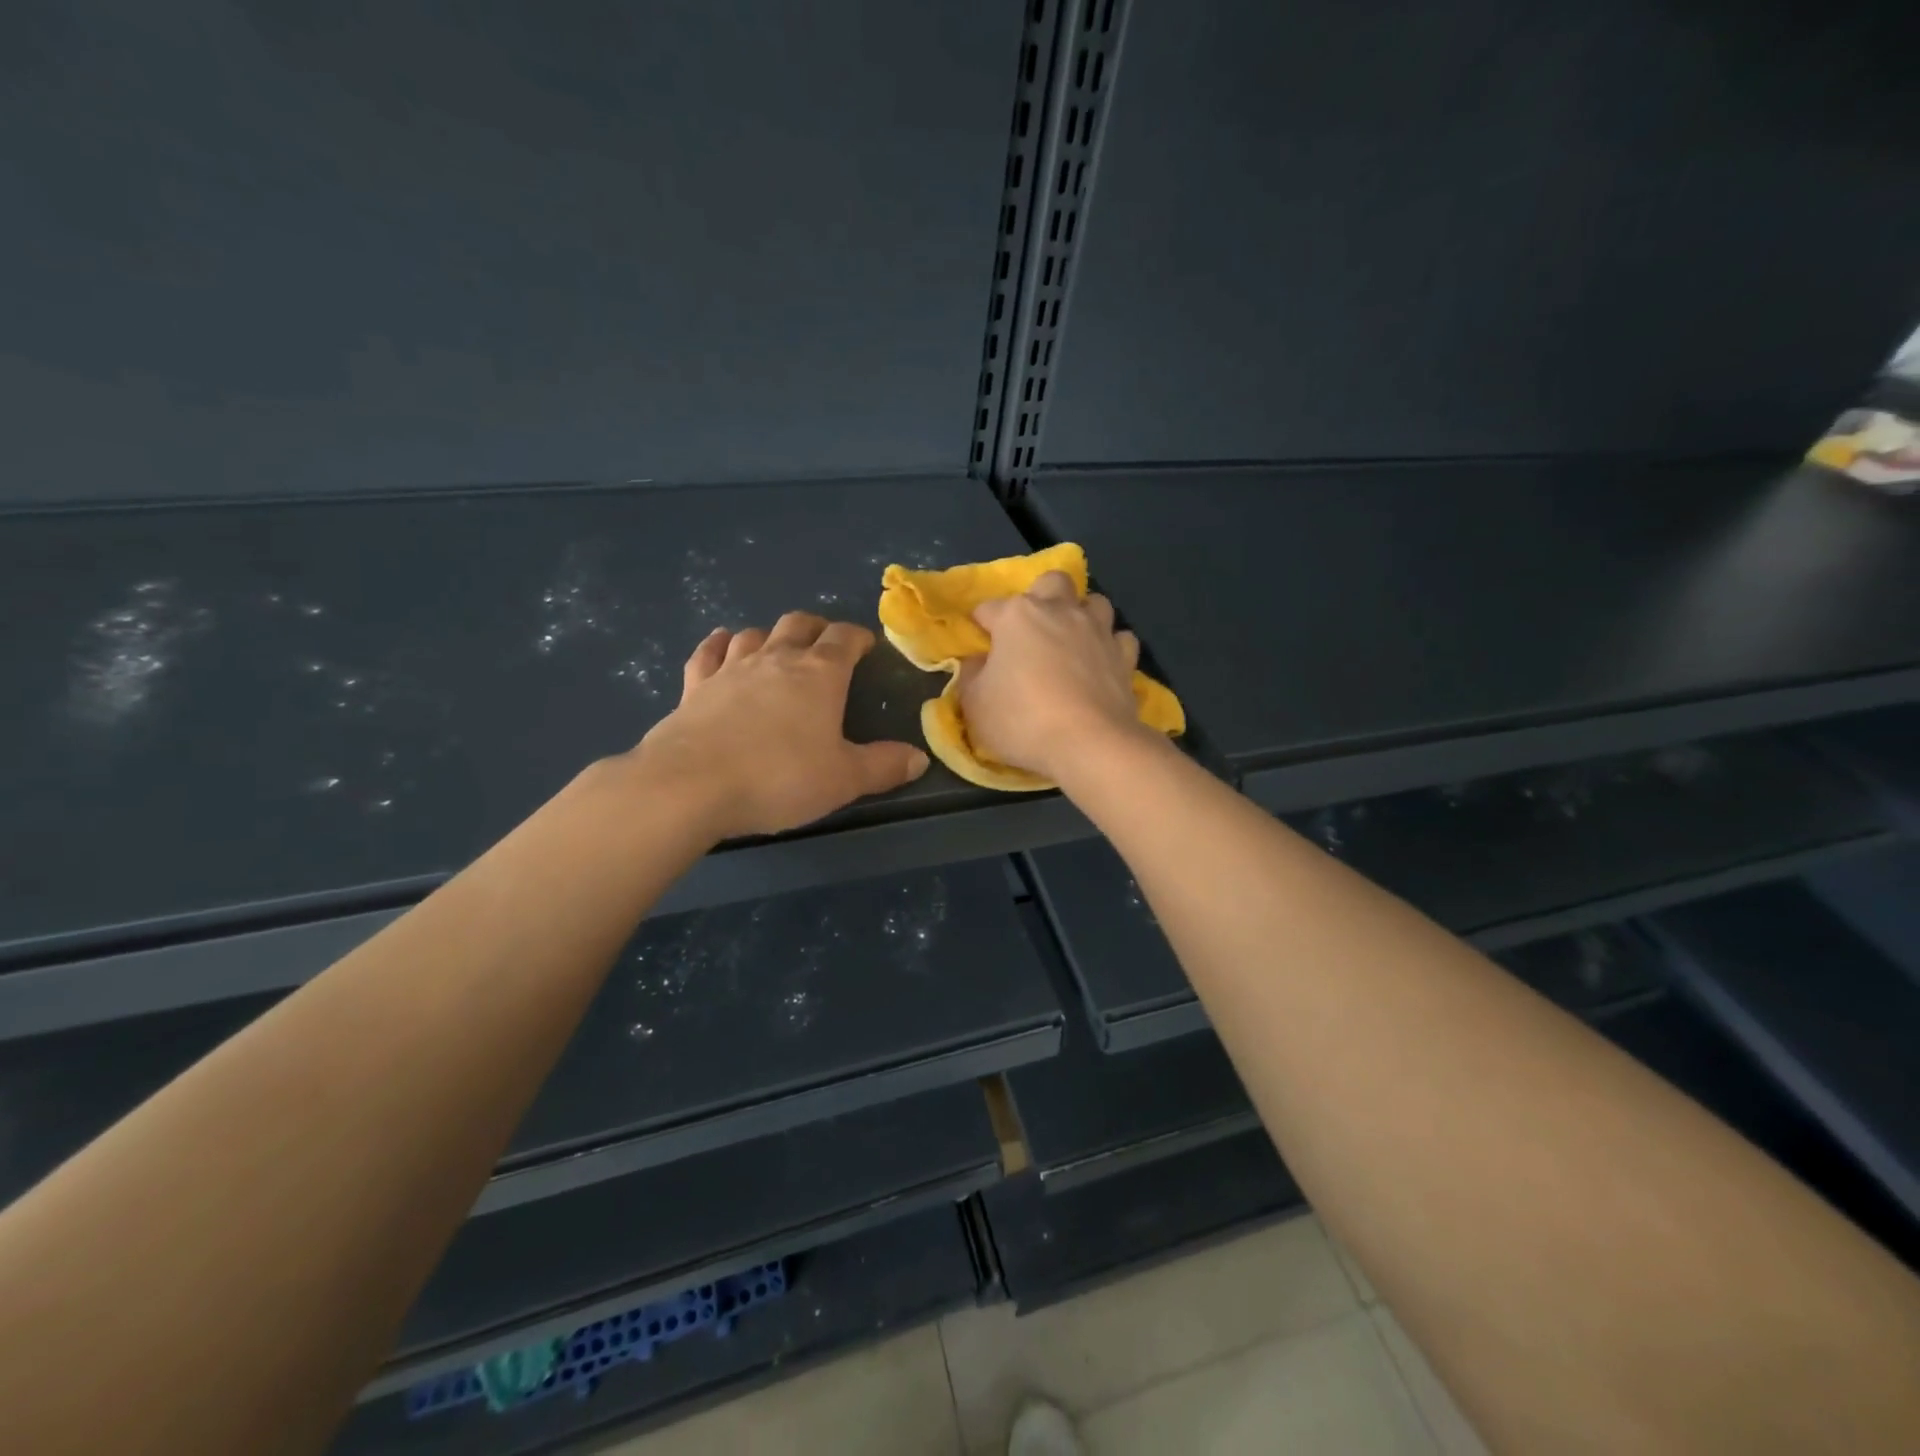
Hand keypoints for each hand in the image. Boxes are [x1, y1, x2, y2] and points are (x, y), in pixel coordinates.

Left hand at [632, 613, 929, 839]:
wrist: (691, 786)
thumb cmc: (780, 778)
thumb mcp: (843, 779)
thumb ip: (883, 766)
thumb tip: (919, 758)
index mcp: (819, 674)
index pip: (844, 639)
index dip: (858, 637)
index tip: (866, 645)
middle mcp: (775, 660)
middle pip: (798, 625)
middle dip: (816, 628)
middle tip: (825, 643)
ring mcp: (730, 669)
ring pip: (754, 634)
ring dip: (770, 635)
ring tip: (778, 647)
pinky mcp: (693, 687)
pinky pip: (708, 652)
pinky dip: (719, 644)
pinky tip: (722, 643)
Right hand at [959, 572, 1150, 782]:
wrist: (1089, 743)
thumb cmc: (1022, 720)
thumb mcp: (975, 705)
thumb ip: (971, 676)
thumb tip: (978, 662)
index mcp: (1017, 616)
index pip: (988, 609)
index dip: (981, 627)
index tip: (980, 648)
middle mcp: (1059, 611)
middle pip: (1052, 582)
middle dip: (1042, 596)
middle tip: (1033, 630)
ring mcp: (1097, 630)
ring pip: (1095, 602)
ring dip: (1082, 615)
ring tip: (1072, 641)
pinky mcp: (1125, 656)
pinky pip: (1120, 638)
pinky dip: (1111, 646)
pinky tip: (1102, 662)